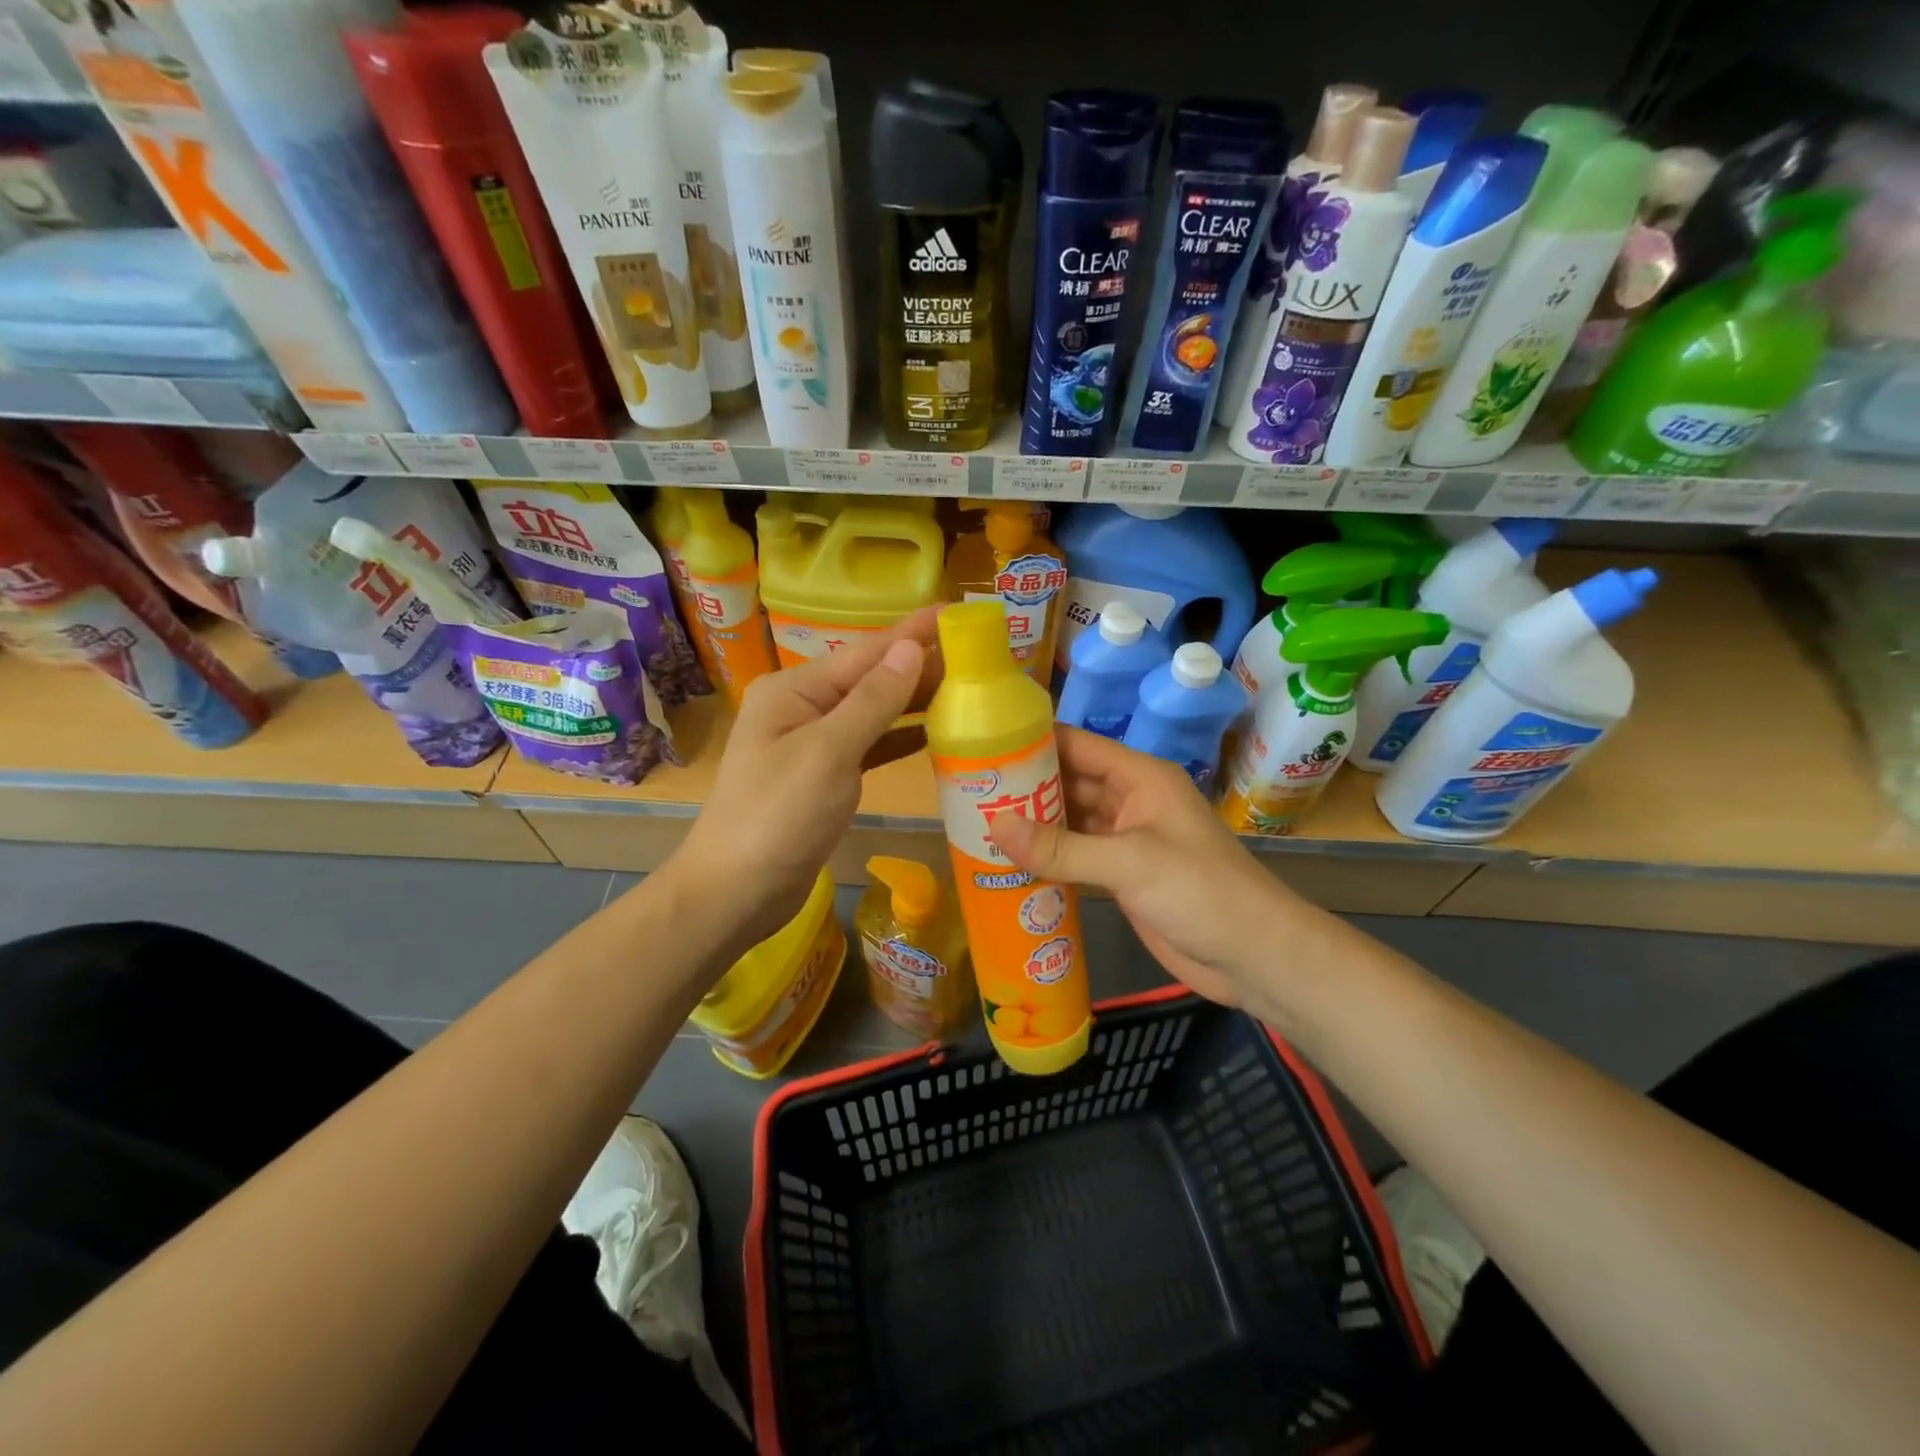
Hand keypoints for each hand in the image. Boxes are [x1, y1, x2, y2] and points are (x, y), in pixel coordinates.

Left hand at [676, 607, 940, 954]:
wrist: (737, 891)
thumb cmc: (778, 817)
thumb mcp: (828, 753)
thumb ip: (872, 701)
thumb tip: (911, 648)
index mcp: (796, 689)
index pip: (867, 651)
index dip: (914, 632)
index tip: (959, 613)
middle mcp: (804, 707)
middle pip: (873, 677)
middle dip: (922, 665)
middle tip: (981, 655)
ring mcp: (815, 742)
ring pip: (876, 711)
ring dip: (917, 700)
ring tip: (969, 687)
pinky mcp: (827, 776)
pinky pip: (872, 745)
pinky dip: (902, 737)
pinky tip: (937, 732)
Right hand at [990, 727, 1301, 1008]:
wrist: (1254, 957)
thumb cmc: (1200, 892)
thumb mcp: (1130, 863)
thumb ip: (1062, 847)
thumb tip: (993, 826)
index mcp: (1139, 778)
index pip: (1076, 745)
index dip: (1032, 742)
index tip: (982, 746)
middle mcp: (1130, 801)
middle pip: (1068, 783)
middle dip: (1023, 787)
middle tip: (967, 794)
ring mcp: (1125, 840)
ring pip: (1069, 822)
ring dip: (1032, 826)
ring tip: (975, 827)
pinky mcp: (1122, 877)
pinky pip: (1076, 858)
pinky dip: (1047, 860)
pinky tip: (1009, 865)